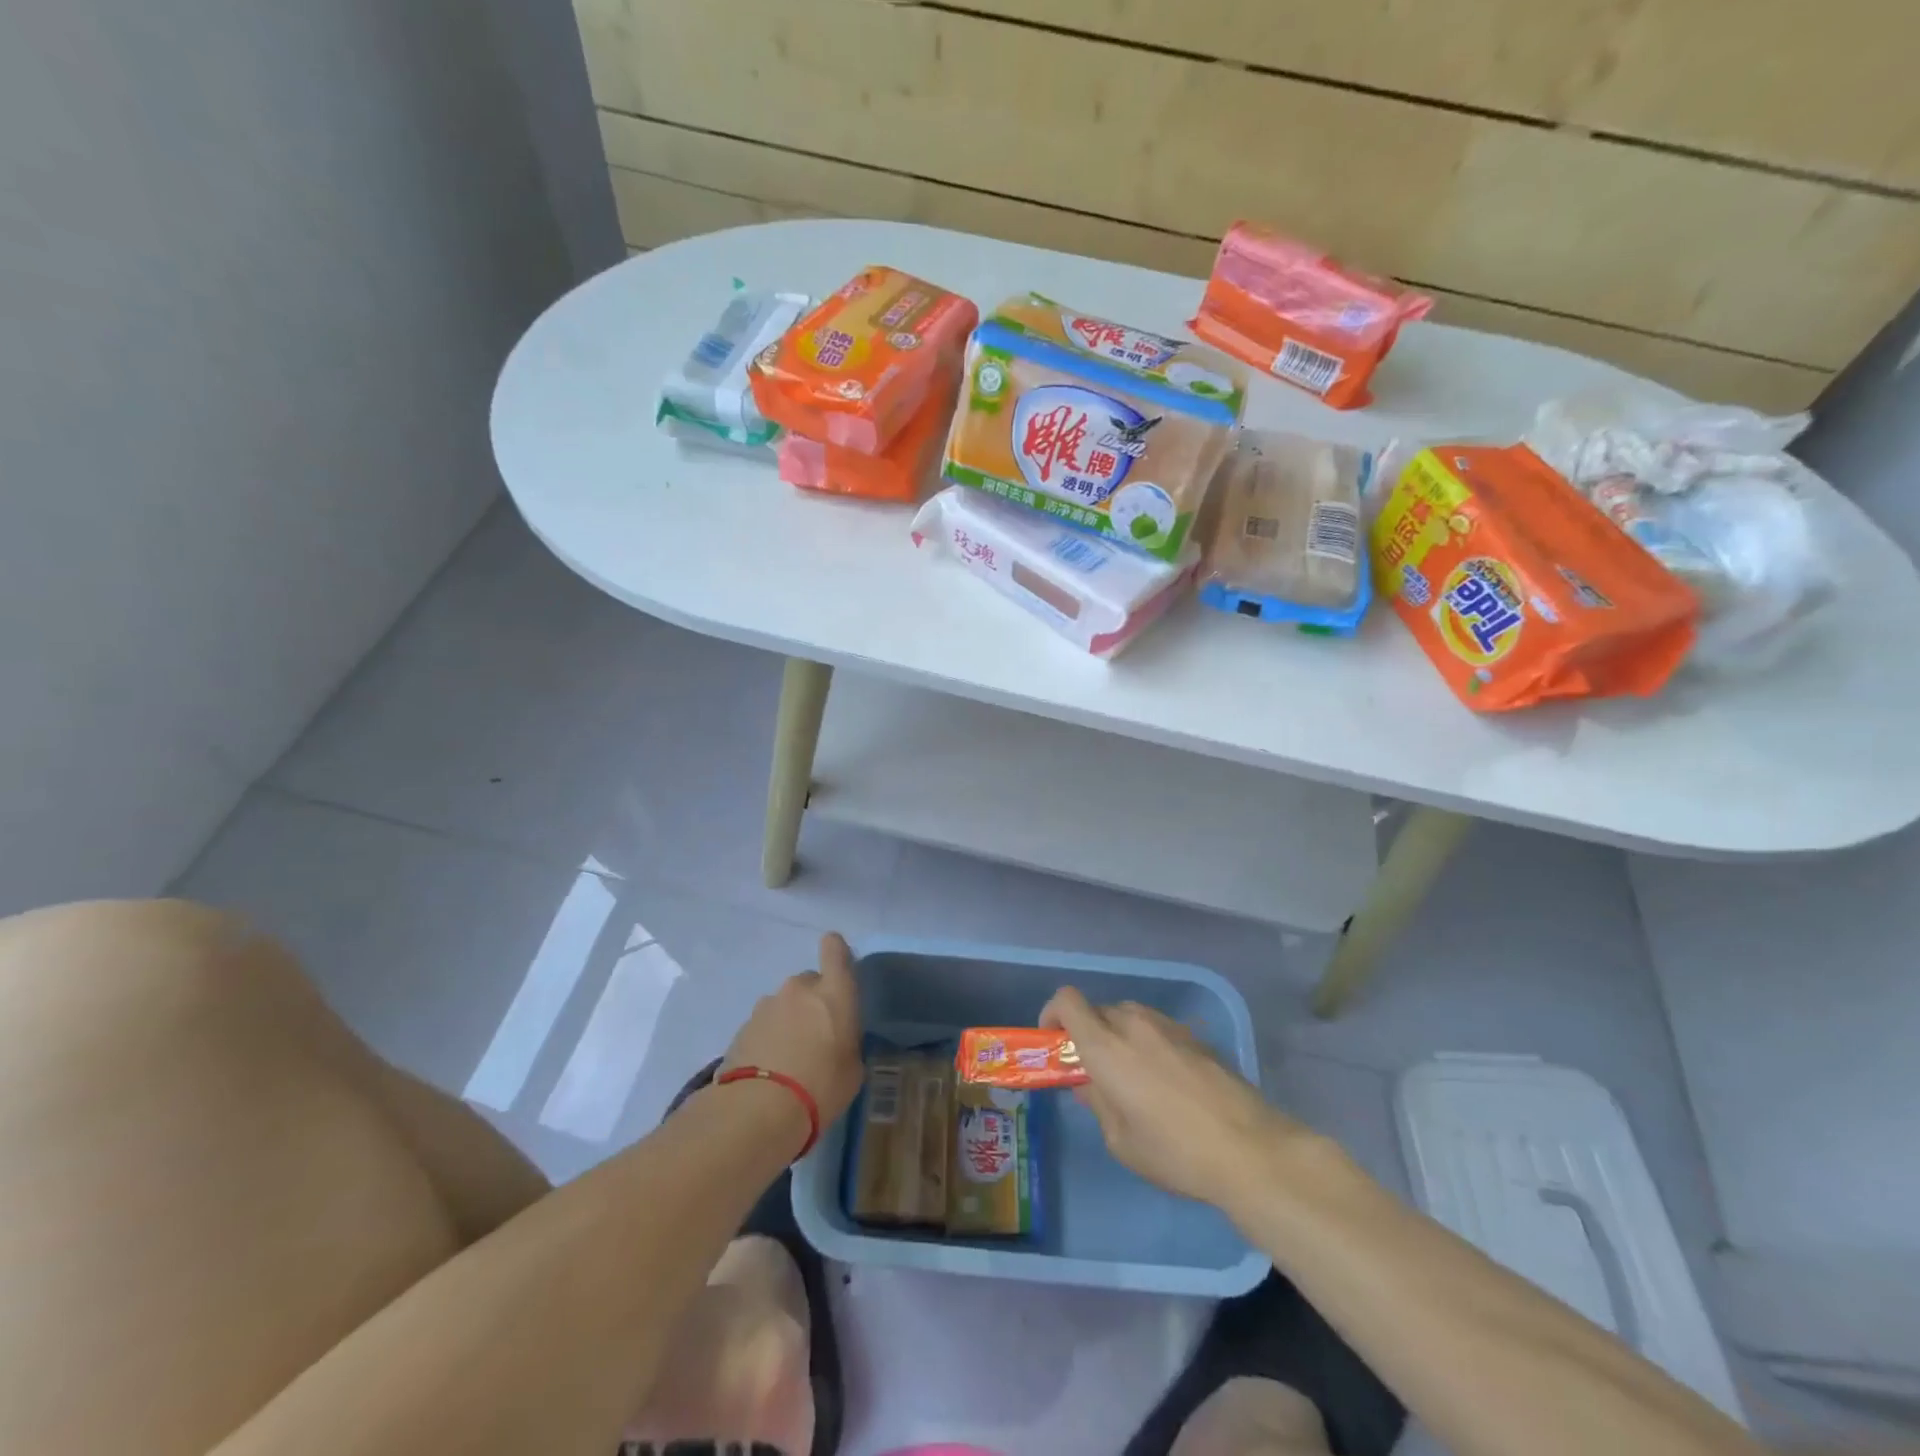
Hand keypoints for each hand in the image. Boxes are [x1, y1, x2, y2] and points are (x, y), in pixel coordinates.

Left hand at [722, 932, 864, 1133]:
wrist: (758, 1111)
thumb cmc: (821, 1087)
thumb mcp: (852, 1069)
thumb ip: (846, 1042)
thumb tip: (837, 1039)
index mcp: (833, 992)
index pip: (835, 948)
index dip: (836, 952)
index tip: (839, 971)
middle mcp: (799, 989)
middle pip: (809, 982)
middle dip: (812, 1002)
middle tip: (815, 1037)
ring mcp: (766, 1006)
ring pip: (784, 1004)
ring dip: (788, 1022)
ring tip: (789, 1061)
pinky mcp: (742, 1027)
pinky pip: (764, 1026)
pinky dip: (768, 1040)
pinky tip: (769, 1072)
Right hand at [1041, 987, 1307, 1207]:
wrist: (1250, 1150)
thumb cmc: (1174, 1152)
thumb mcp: (1121, 1140)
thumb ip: (1098, 1103)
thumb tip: (1088, 1085)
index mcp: (1106, 1046)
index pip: (1067, 1000)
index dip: (1053, 1014)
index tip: (1054, 1042)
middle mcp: (1134, 1024)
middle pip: (1098, 1009)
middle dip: (1087, 1032)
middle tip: (1094, 1070)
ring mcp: (1169, 1026)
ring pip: (1129, 1015)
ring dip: (1119, 1035)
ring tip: (1131, 1076)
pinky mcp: (1197, 1037)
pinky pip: (1158, 1028)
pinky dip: (1148, 1043)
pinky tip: (1166, 1082)